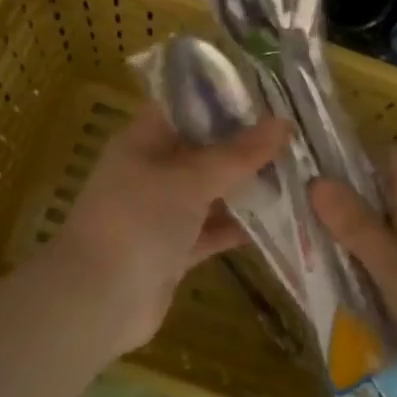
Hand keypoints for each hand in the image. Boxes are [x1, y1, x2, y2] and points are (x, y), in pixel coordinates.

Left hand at [50, 102, 289, 357]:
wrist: (97, 302)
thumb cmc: (137, 222)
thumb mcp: (189, 180)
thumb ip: (237, 154)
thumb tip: (283, 123)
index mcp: (144, 141)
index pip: (187, 106)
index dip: (225, 99)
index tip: (271, 95)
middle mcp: (152, 171)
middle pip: (205, 149)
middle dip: (247, 144)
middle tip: (298, 134)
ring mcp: (163, 212)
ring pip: (212, 191)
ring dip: (248, 186)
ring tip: (300, 172)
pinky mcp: (175, 250)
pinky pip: (213, 230)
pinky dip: (240, 227)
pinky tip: (282, 220)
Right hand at [310, 146, 396, 396]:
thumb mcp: (392, 265)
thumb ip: (354, 223)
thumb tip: (314, 179)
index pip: (381, 152)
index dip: (344, 150)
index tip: (302, 159)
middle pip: (378, 187)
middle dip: (339, 194)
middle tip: (290, 203)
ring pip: (384, 221)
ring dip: (352, 227)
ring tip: (305, 235)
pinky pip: (394, 250)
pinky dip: (369, 255)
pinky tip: (342, 271)